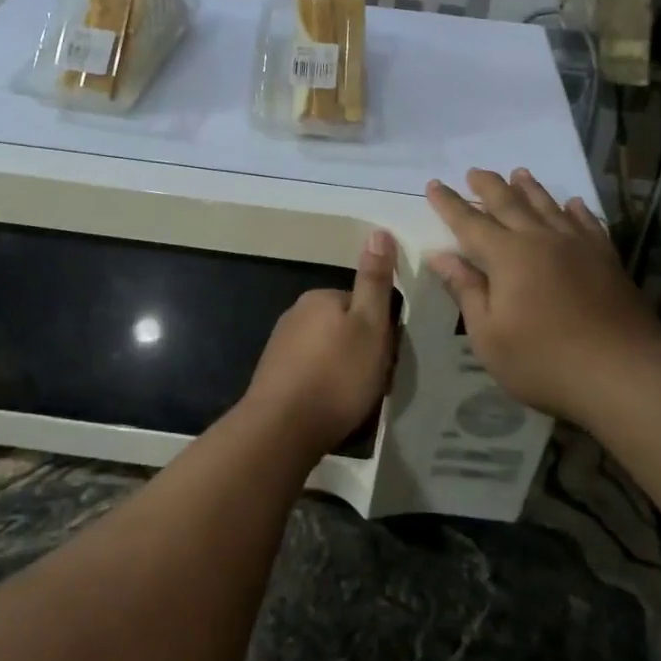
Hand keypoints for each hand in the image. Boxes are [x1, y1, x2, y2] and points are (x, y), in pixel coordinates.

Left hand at [244, 230, 398, 457]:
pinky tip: (330, 406)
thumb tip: (379, 231)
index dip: (380, 329)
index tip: (387, 355)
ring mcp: (280, 345)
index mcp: (320, 297)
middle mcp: (296, 314)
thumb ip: (374, 281)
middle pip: (343, 326)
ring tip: (354, 398)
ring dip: (342, 368)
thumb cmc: (336, 375)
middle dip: (360, 349)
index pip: (361, 303)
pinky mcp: (273, 375)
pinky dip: (323, 384)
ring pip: (327, 350)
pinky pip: (309, 371)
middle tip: (373, 379)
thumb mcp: (370, 325)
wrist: (282, 428)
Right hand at [426, 170, 660, 422]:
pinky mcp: (606, 258)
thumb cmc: (543, 360)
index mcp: (507, 256)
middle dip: (488, 186)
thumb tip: (439, 256)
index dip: (449, 203)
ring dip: (530, 188)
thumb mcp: (489, 335)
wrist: (623, 373)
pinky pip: (587, 222)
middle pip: (509, 203)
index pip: (469, 222)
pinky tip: (573, 204)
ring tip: (519, 173)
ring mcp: (578, 246)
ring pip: (548, 205)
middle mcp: (541, 239)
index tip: (433, 185)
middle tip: (474, 172)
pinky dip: (576, 210)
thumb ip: (466, 290)